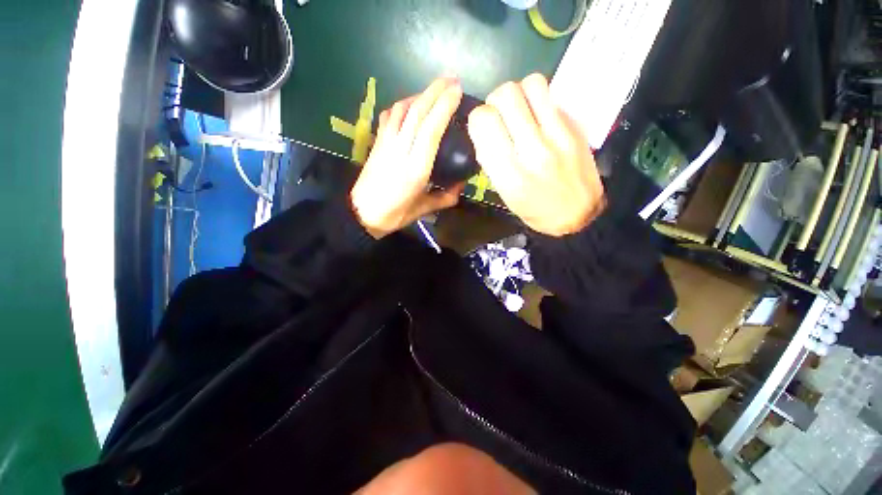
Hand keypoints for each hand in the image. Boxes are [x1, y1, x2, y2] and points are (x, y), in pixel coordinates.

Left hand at [351, 78, 464, 238]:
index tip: (457, 91)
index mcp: (416, 168)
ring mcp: (386, 143)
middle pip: (417, 112)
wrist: (362, 213)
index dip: (443, 106)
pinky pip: (389, 116)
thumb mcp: (423, 209)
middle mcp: (401, 150)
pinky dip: (402, 105)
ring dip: (419, 94)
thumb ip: (445, 198)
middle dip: (435, 91)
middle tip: (452, 79)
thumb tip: (461, 187)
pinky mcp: (377, 142)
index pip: (431, 129)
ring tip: (435, 89)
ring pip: (402, 110)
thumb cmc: (395, 214)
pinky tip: (410, 104)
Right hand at [467, 74, 604, 236]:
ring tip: (520, 110)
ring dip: (519, 93)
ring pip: (531, 84)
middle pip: (506, 95)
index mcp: (510, 174)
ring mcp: (559, 136)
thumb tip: (484, 130)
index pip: (484, 122)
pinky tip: (539, 117)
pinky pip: (552, 96)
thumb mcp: (505, 193)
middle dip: (495, 100)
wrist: (579, 215)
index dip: (478, 118)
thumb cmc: (535, 209)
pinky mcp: (576, 127)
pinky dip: (539, 100)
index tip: (483, 128)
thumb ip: (491, 160)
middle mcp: (533, 150)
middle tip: (500, 115)